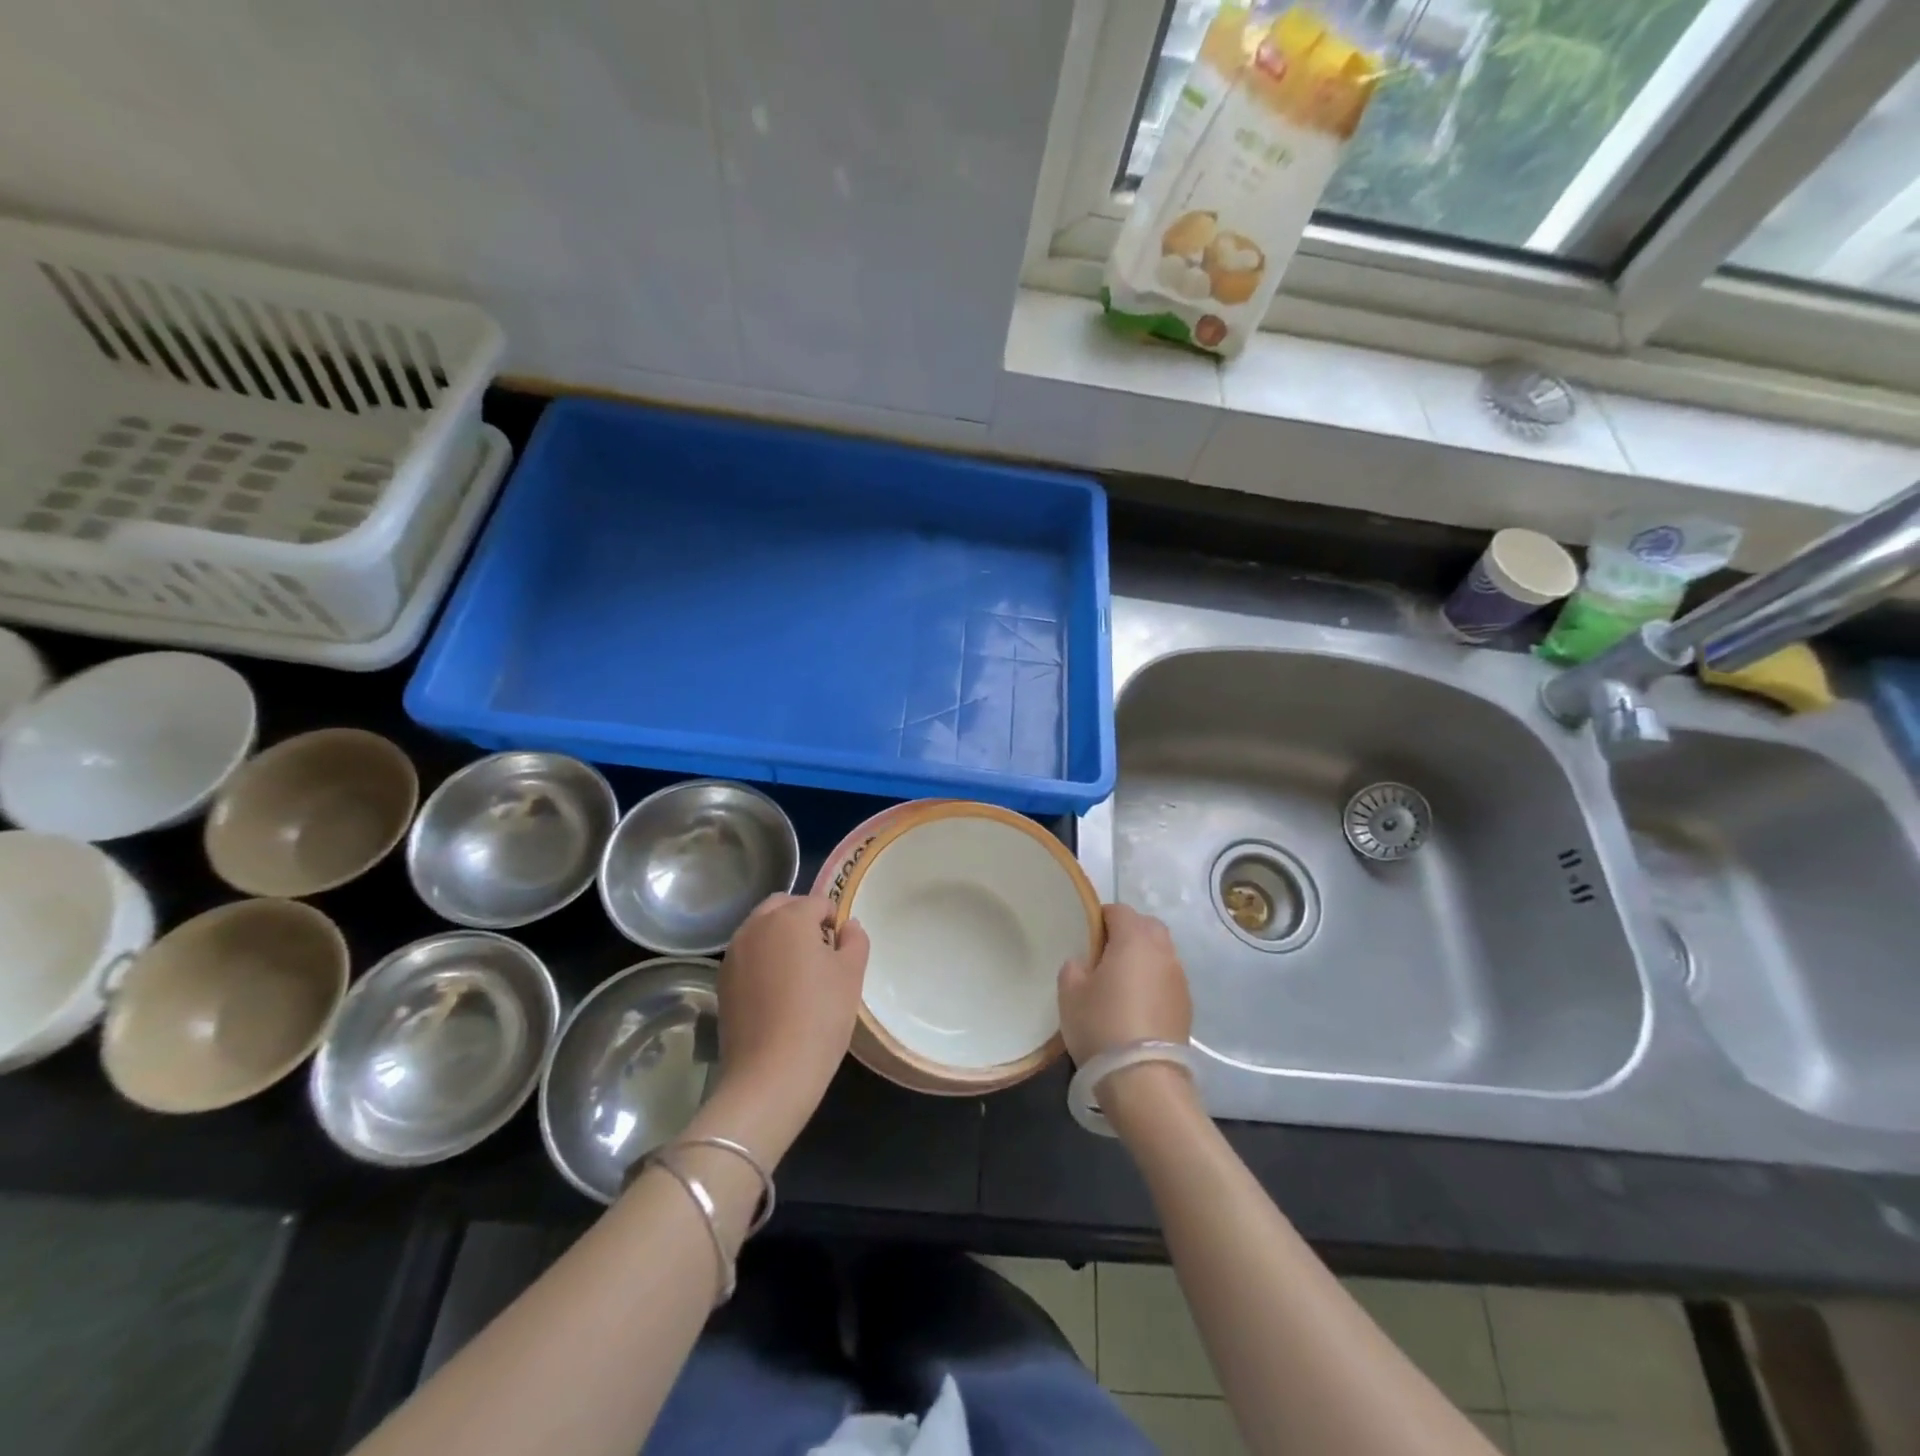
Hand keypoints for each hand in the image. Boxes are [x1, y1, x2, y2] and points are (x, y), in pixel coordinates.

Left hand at [707, 893, 868, 1158]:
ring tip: (798, 973)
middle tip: (821, 953)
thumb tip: (848, 926)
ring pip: (761, 929)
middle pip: (783, 906)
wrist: (770, 1075)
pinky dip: (763, 959)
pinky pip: (747, 954)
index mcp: (790, 917)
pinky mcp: (722, 981)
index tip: (842, 951)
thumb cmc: (820, 1017)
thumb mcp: (851, 975)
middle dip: (803, 919)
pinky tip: (776, 992)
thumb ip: (855, 940)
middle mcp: (756, 926)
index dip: (835, 922)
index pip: (819, 902)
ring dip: (780, 937)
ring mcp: (734, 953)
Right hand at [1058, 903, 1192, 1063]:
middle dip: (1127, 932)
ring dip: (1142, 958)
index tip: (1084, 937)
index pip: (1119, 911)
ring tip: (1120, 982)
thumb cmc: (1101, 1026)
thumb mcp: (1070, 993)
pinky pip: (1167, 978)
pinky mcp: (1187, 1005)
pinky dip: (1153, 981)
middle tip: (1103, 955)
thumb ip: (1074, 967)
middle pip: (1146, 926)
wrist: (1144, 1079)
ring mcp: (1179, 978)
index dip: (1100, 918)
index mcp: (1134, 939)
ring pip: (1160, 952)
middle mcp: (1163, 951)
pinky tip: (1136, 1005)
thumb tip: (1085, 963)